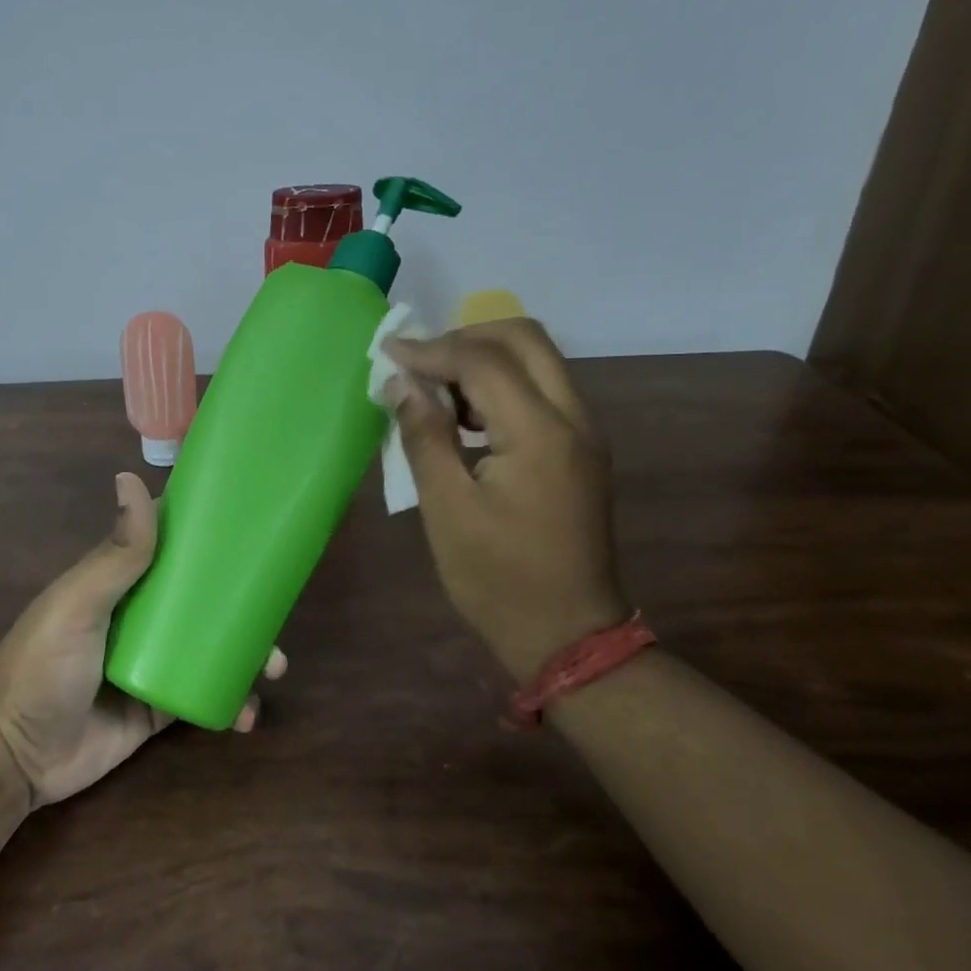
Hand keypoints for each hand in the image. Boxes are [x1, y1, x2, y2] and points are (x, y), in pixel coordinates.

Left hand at [0, 471, 286, 806]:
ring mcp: (154, 662)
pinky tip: (247, 714)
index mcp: (123, 581)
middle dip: (244, 602)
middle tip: (278, 612)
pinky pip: (205, 696)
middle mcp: (142, 616)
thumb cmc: (42, 666)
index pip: (171, 543)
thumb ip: (115, 554)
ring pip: (213, 646)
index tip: (255, 522)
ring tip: (273, 668)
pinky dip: (231, 702)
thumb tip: (130, 476)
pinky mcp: (159, 708)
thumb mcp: (78, 604)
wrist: (13, 757)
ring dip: (248, 653)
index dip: (210, 532)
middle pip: (204, 598)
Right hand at [383, 318, 629, 678]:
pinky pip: (542, 390)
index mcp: (540, 433)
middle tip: (418, 362)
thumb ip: (425, 437)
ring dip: (484, 359)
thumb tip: (401, 384)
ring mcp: (584, 433)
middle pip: (525, 339)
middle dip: (465, 337)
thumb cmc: (497, 579)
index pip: (484, 361)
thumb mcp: (447, 510)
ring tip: (434, 388)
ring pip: (538, 360)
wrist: (567, 633)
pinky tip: (465, 417)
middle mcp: (573, 419)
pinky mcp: (580, 449)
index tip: (387, 353)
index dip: (431, 350)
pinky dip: (501, 384)